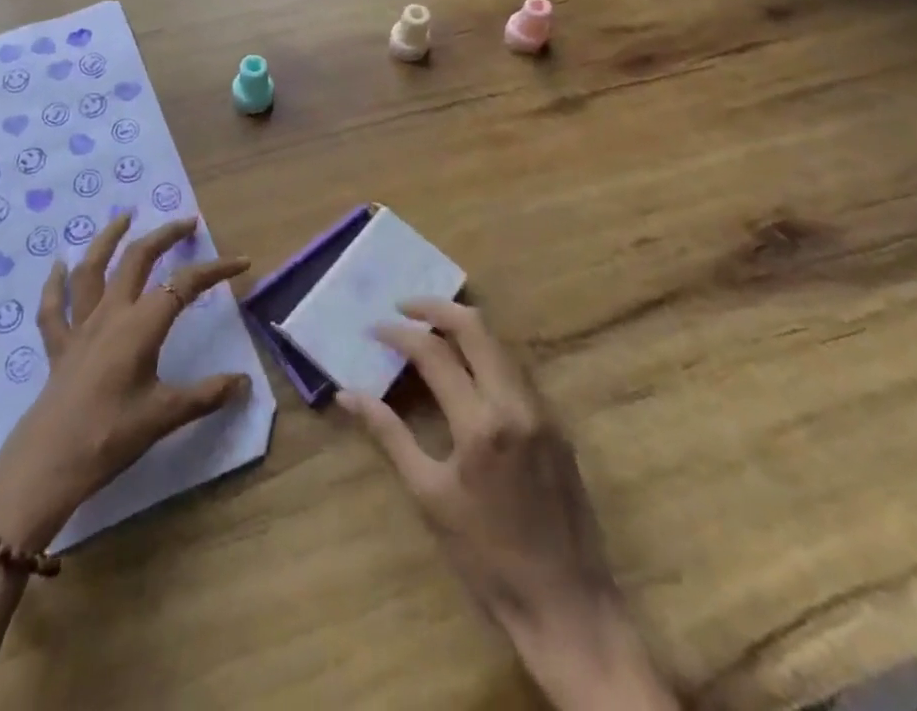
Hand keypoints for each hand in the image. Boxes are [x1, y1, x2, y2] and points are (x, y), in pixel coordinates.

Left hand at [0, 215, 252, 551]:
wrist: (48, 464)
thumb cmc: (111, 436)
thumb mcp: (165, 416)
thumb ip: (206, 395)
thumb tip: (243, 383)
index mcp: (140, 325)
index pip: (184, 285)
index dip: (214, 270)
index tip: (241, 262)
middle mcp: (110, 314)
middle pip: (137, 259)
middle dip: (164, 236)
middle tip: (186, 223)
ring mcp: (79, 326)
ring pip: (92, 270)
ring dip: (108, 239)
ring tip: (124, 217)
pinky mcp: (57, 346)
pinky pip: (53, 307)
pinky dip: (56, 284)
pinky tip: (59, 266)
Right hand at [340, 299, 677, 709]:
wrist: (569, 608)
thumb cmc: (487, 558)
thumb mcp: (429, 496)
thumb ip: (389, 435)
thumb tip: (348, 395)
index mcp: (481, 423)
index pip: (433, 353)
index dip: (399, 333)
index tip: (374, 328)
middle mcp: (516, 403)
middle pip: (475, 327)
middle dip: (435, 308)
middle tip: (403, 307)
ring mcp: (542, 411)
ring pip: (500, 343)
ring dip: (463, 327)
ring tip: (429, 329)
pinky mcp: (557, 424)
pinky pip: (517, 369)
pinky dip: (486, 353)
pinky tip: (466, 366)